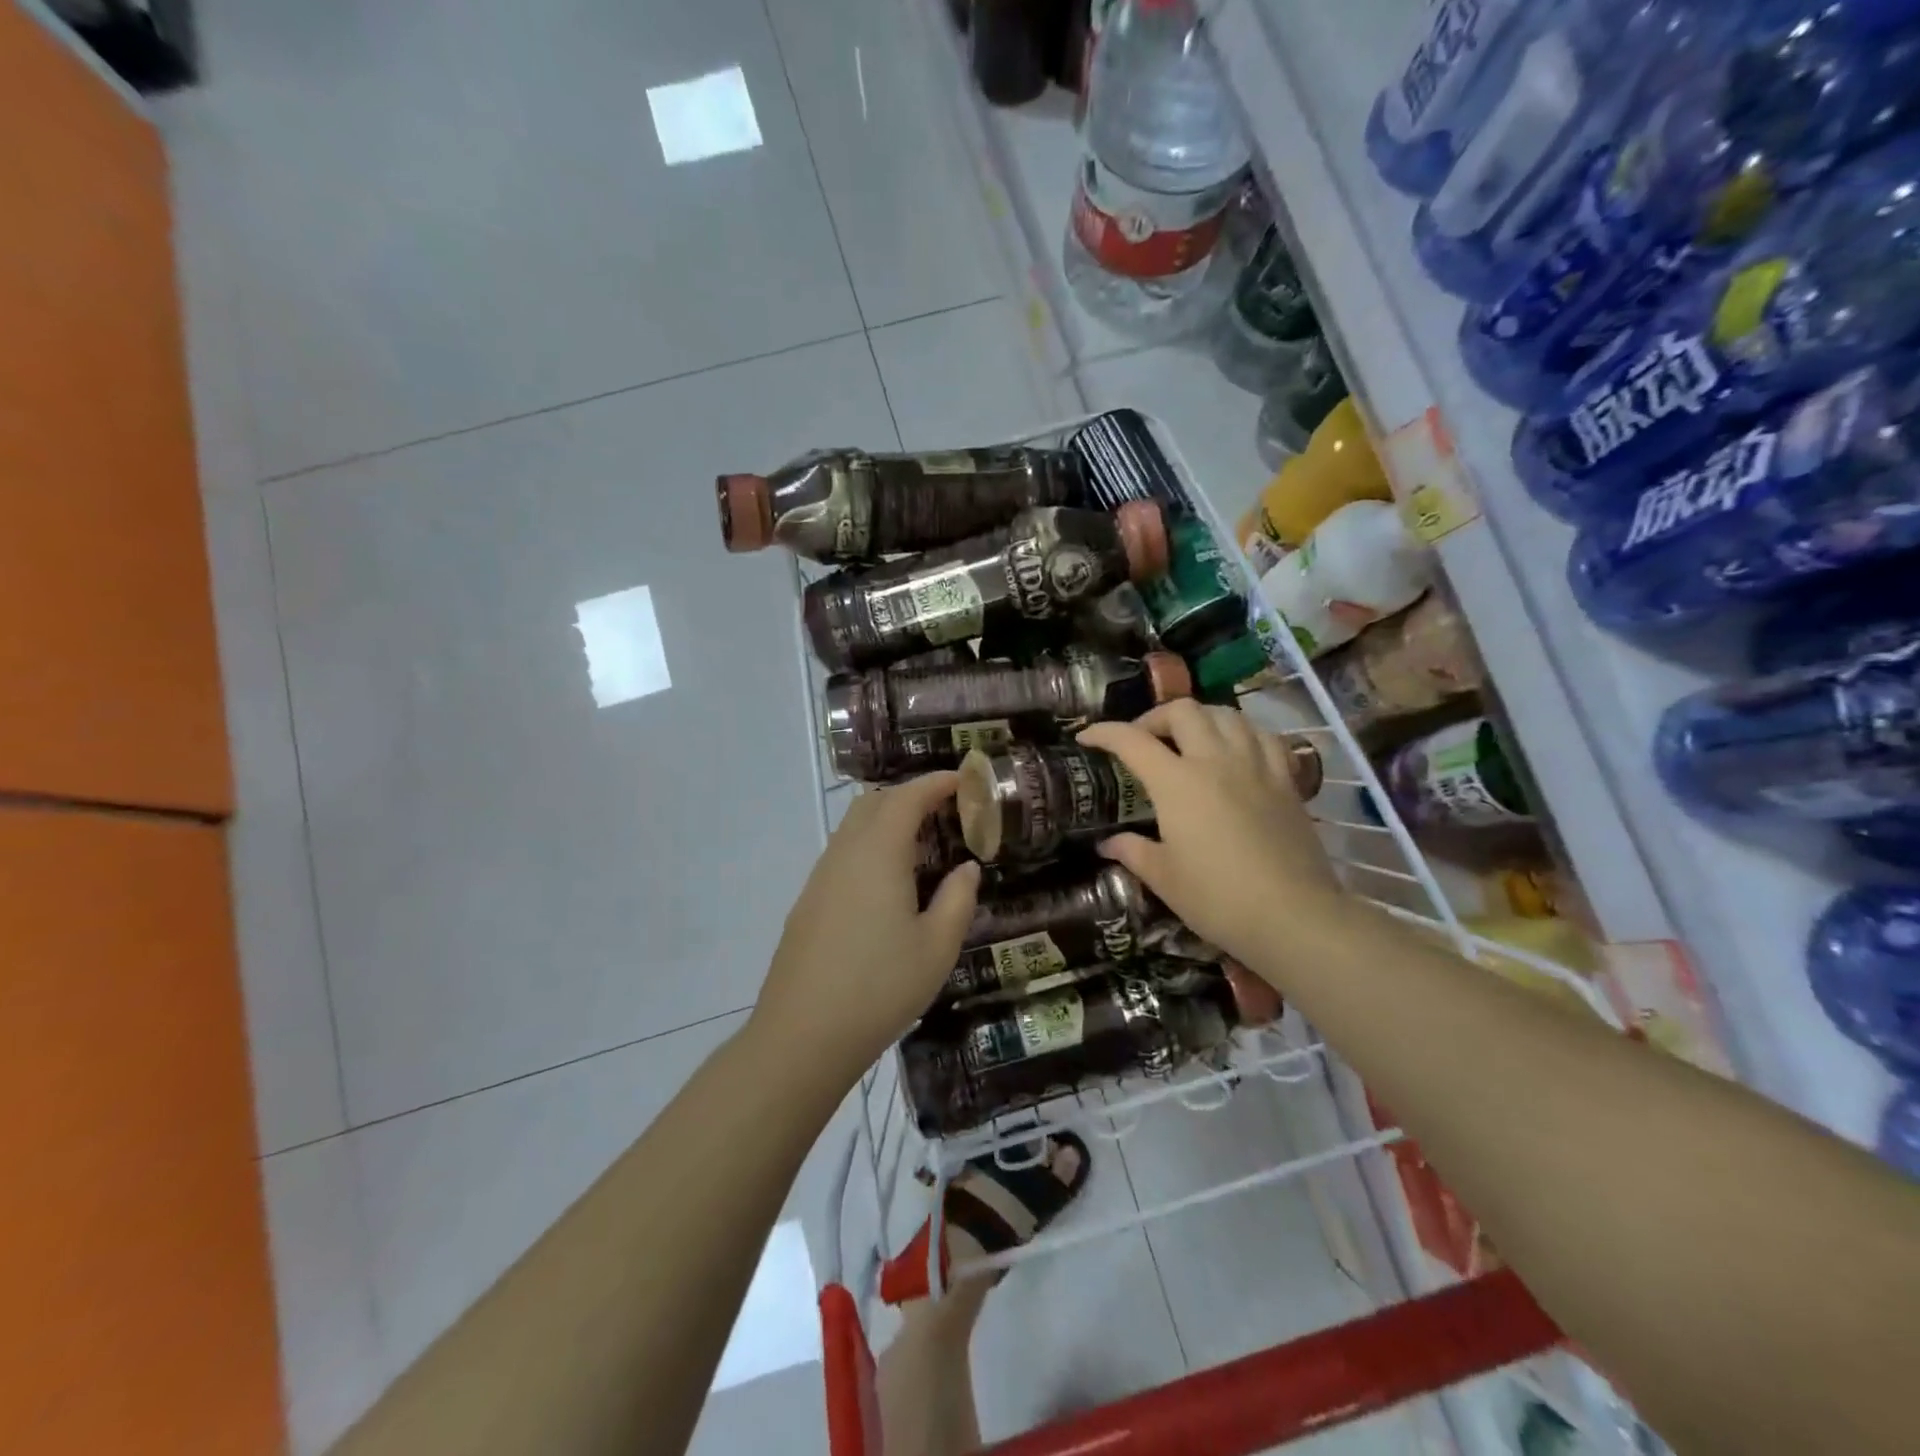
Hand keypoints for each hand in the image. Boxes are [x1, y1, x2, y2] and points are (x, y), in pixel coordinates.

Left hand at [749, 772, 979, 1085]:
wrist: (802, 1036)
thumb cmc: (880, 987)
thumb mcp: (937, 947)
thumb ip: (958, 899)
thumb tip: (966, 868)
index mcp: (878, 853)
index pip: (908, 797)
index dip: (936, 782)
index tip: (964, 780)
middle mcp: (844, 853)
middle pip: (875, 803)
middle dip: (911, 796)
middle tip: (947, 813)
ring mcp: (820, 877)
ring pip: (854, 827)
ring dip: (888, 821)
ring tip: (923, 848)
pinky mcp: (808, 902)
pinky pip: (843, 854)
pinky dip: (871, 847)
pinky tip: (889, 884)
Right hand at [1077, 702, 1342, 967]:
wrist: (1293, 916)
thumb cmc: (1217, 899)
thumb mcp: (1163, 878)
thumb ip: (1132, 852)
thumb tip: (1107, 844)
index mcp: (1177, 783)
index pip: (1132, 741)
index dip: (1104, 733)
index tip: (1087, 738)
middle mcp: (1215, 761)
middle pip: (1184, 711)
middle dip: (1155, 717)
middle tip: (1144, 740)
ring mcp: (1256, 766)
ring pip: (1227, 714)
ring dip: (1201, 718)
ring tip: (1190, 739)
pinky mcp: (1287, 780)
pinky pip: (1265, 737)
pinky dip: (1244, 733)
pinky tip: (1238, 750)